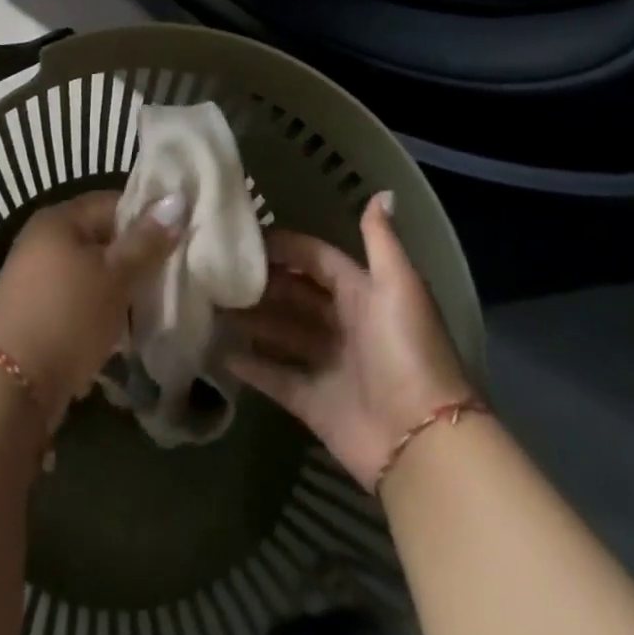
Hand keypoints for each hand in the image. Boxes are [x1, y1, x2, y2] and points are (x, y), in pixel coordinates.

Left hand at [0, 189, 186, 427]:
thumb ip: (146, 241)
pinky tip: (127, 337)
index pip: (114, 203)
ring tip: (156, 310)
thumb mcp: (113, 276)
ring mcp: (38, 282)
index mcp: (60, 219)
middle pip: (104, 241)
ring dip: (122, 293)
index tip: (182, 240)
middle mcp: (45, 242)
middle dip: (138, 261)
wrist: (5, 387)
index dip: (149, 218)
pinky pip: (80, 306)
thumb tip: (177, 200)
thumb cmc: (65, 315)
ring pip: (94, 277)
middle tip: (175, 279)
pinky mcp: (38, 318)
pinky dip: (103, 317)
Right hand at [228, 191, 475, 489]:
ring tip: (210, 304)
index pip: (317, 259)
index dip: (285, 247)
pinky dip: (251, 365)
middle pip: (295, 294)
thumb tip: (382, 191)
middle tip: (217, 271)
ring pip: (281, 332)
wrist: (424, 443)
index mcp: (363, 293)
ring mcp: (327, 364)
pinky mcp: (313, 402)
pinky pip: (276, 376)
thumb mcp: (398, 286)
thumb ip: (381, 240)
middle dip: (262, 283)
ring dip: (251, 320)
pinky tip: (218, 351)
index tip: (244, 237)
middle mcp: (343, 324)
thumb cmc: (407, 351)